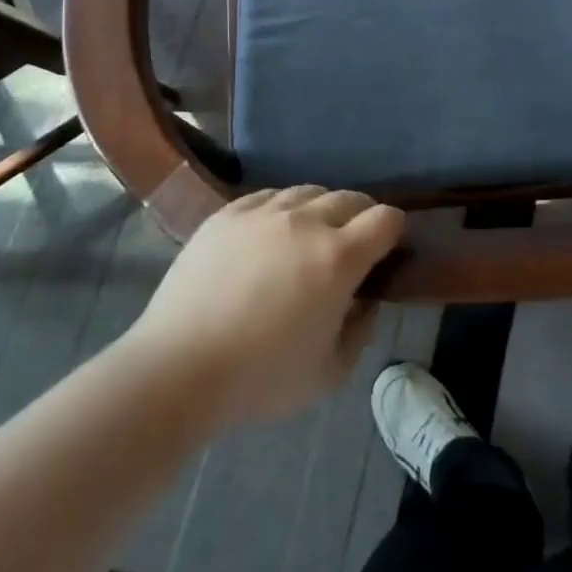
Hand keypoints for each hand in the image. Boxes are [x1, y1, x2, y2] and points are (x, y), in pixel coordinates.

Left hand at [128, 186, 403, 426]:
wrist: (177, 370)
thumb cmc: (260, 379)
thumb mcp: (330, 373)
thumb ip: (361, 331)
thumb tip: (366, 300)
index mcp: (339, 258)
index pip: (386, 219)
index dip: (394, 231)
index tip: (387, 251)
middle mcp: (306, 222)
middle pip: (350, 198)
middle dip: (361, 218)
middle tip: (351, 247)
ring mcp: (263, 213)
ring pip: (309, 191)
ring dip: (321, 210)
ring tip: (308, 237)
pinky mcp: (227, 214)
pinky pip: (268, 195)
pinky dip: (281, 209)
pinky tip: (270, 233)